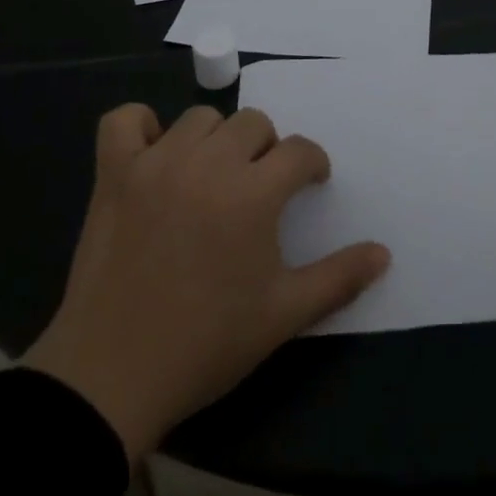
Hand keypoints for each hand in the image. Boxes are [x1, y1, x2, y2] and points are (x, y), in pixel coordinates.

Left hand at [23, 104, 389, 461]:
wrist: (111, 377)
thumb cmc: (206, 345)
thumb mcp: (283, 316)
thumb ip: (339, 278)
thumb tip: (384, 253)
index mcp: (253, 193)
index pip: (299, 151)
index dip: (312, 165)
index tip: (310, 184)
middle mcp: (208, 164)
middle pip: (253, 123)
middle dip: (267, 149)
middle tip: (260, 187)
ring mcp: (156, 164)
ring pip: (200, 118)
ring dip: (216, 140)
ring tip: (213, 176)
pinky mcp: (114, 175)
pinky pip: (124, 120)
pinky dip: (142, 126)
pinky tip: (154, 154)